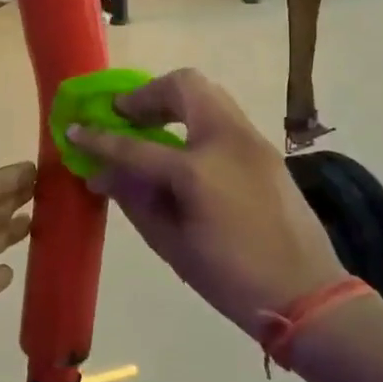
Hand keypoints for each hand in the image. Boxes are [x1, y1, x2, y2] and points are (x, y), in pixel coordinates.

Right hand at [68, 69, 345, 335]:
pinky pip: (224, 116)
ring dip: (174, 101)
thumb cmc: (231, 279)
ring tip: (152, 128)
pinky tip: (184, 150)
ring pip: (209, 94)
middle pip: (184, 86)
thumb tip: (102, 175)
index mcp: (198, 171)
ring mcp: (253, 140)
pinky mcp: (267, 150)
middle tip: (125, 116)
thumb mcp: (171, 245)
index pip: (134, 145)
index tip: (74, 128)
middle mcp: (227, 141)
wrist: (308, 295)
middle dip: (147, 95)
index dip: (99, 138)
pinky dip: (196, 119)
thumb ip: (134, 200)